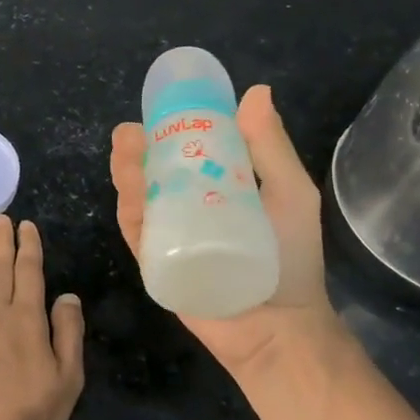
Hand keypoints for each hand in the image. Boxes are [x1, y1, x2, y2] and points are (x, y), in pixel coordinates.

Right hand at [111, 84, 342, 379]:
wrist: (280, 328)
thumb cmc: (292, 259)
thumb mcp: (291, 194)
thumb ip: (271, 147)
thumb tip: (255, 91)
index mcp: (218, 186)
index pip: (185, 150)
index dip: (167, 127)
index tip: (157, 108)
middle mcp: (188, 207)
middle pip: (152, 171)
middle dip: (136, 150)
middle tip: (130, 134)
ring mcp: (170, 235)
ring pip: (138, 198)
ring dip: (127, 173)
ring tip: (126, 153)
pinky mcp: (156, 263)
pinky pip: (137, 234)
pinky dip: (130, 211)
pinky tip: (129, 192)